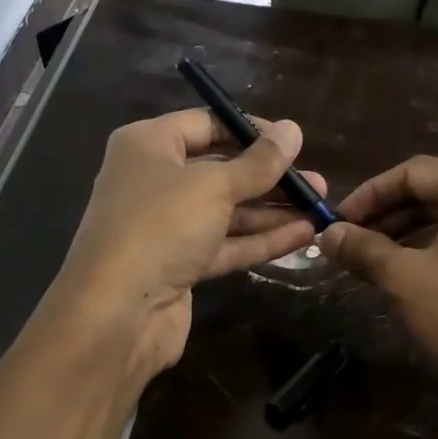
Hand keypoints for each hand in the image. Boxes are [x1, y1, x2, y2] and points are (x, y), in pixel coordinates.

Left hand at [45, 108, 326, 383]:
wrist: (117, 313)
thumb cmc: (160, 227)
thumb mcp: (214, 186)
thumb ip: (258, 163)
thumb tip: (292, 129)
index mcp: (148, 146)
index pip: (205, 124)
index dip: (250, 131)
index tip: (292, 141)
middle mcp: (154, 182)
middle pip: (220, 171)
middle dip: (268, 177)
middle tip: (315, 181)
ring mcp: (167, 228)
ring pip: (227, 212)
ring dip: (272, 211)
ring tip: (319, 209)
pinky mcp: (180, 266)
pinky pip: (225, 245)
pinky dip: (260, 240)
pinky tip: (302, 235)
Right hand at [319, 156, 437, 438]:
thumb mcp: (405, 280)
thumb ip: (363, 249)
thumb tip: (328, 234)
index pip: (413, 172)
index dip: (367, 195)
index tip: (338, 224)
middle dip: (389, 217)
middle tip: (354, 246)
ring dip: (413, 238)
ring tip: (381, 267)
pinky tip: (424, 287)